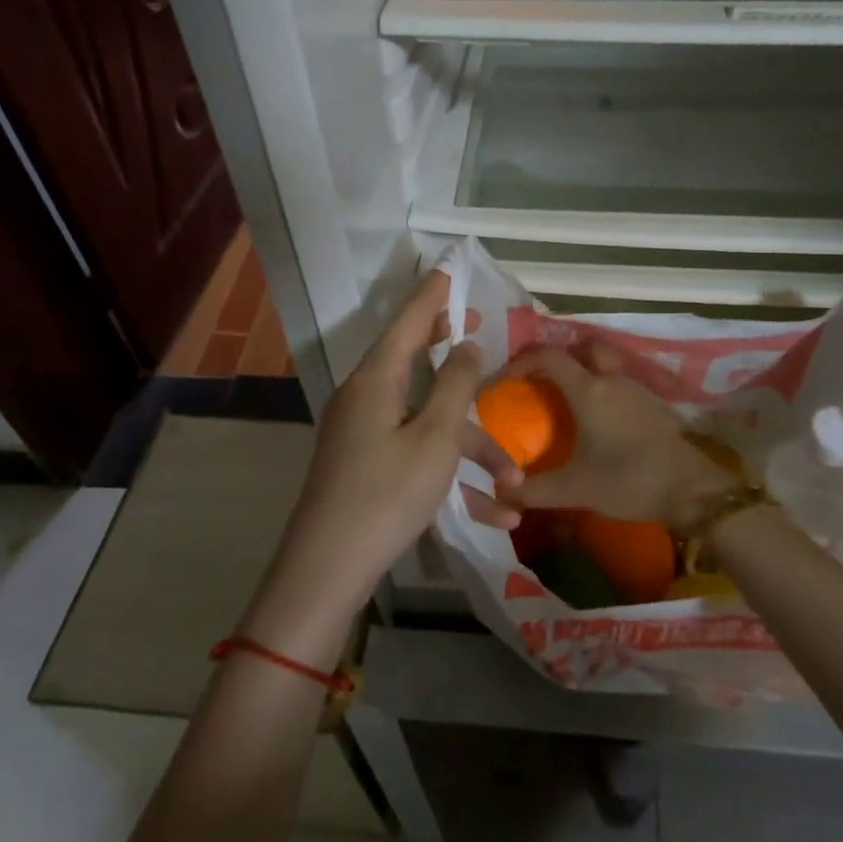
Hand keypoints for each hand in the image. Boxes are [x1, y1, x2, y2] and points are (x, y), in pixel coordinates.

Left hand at [239, 271, 521, 663]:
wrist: (327, 570)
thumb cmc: (387, 493)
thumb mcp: (435, 437)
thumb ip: (455, 385)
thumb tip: (467, 346)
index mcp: (376, 379)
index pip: (408, 320)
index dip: (432, 295)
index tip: (450, 271)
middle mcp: (366, 397)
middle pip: (415, 362)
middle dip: (454, 356)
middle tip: (480, 332)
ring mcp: (364, 434)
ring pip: (428, 423)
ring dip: (472, 448)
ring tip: (515, 481)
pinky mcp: (367, 466)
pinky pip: (417, 455)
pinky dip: (451, 476)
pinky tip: (493, 515)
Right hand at [502, 344, 737, 528]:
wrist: (691, 491)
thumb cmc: (628, 480)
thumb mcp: (575, 489)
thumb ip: (534, 490)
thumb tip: (502, 491)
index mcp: (588, 390)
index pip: (547, 357)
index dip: (520, 364)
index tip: (502, 383)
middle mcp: (610, 380)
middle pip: (582, 350)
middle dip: (558, 360)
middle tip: (539, 384)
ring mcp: (635, 391)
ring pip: (603, 368)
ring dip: (582, 376)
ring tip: (563, 405)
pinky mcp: (651, 406)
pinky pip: (618, 386)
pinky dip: (601, 393)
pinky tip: (596, 424)